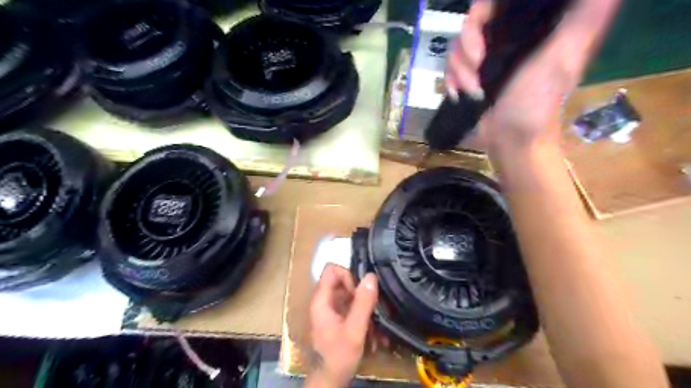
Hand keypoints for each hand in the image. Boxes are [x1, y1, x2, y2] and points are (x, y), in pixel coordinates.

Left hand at [308, 262, 376, 386]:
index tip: (360, 291)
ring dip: (364, 304)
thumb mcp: (354, 330)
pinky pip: (350, 307)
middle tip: (372, 305)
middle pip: (342, 281)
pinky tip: (373, 330)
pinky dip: (362, 314)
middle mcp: (324, 301)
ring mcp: (330, 309)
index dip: (348, 275)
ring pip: (348, 294)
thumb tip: (370, 276)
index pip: (332, 270)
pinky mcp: (337, 318)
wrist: (330, 380)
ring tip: (376, 320)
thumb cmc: (338, 356)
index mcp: (322, 300)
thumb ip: (362, 303)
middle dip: (360, 291)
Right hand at [446, 0, 623, 152]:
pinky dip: (452, 81)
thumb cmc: (537, 103)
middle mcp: (506, 38)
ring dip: (460, 72)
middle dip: (468, 48)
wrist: (509, 141)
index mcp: (532, 27)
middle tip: (476, 67)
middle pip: (472, 22)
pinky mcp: (470, 77)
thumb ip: (583, 17)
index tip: (481, 30)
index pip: (498, 3)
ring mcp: (485, 60)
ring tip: (473, 90)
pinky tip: (461, 94)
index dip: (484, 11)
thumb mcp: (563, 58)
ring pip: (457, 47)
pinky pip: (450, 68)